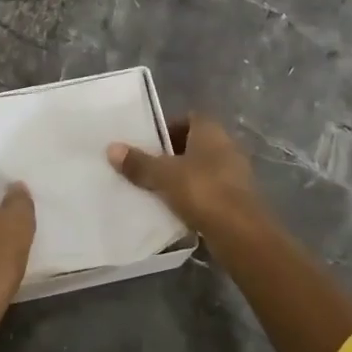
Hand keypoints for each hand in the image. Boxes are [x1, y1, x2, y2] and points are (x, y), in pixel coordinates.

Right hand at [106, 115, 266, 237]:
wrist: (241, 233)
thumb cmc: (202, 191)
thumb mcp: (164, 176)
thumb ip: (139, 163)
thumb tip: (111, 148)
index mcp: (211, 131)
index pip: (189, 118)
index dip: (168, 127)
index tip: (148, 142)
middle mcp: (227, 146)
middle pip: (194, 144)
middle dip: (172, 154)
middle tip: (147, 166)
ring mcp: (235, 173)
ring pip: (202, 169)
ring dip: (183, 177)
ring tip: (157, 189)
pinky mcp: (237, 199)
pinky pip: (209, 191)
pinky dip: (194, 196)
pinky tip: (176, 209)